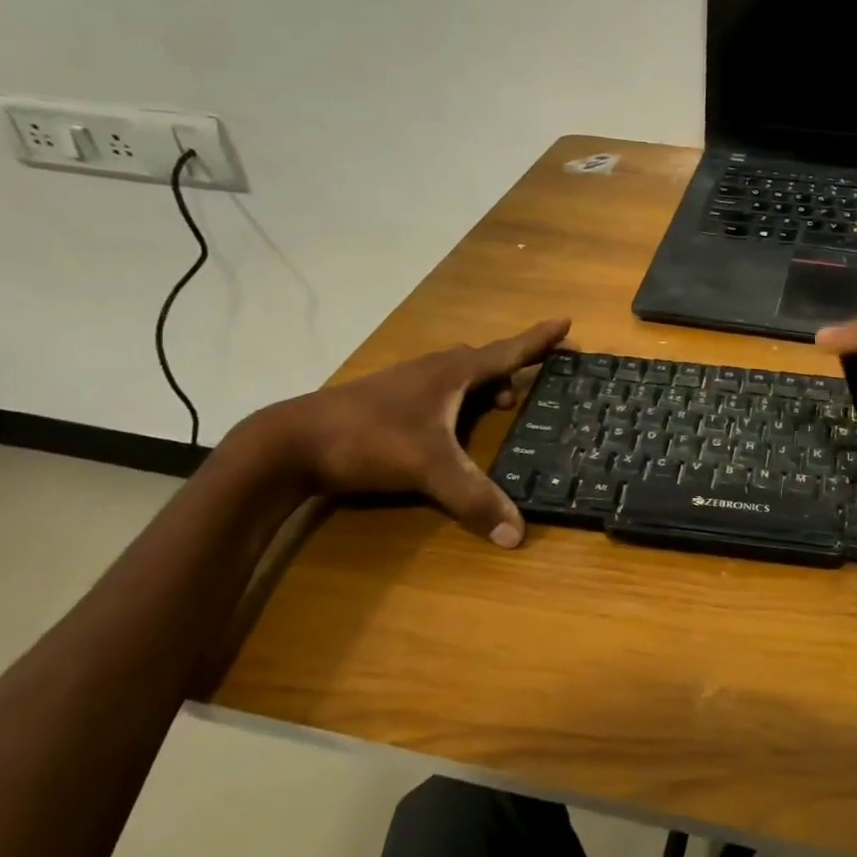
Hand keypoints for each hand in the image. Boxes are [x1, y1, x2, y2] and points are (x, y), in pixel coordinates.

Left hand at [258, 318, 570, 546]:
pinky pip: (436, 389)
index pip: (507, 352)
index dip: (538, 340)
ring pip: (456, 375)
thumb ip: (473, 498)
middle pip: (483, 360)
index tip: (566, 321)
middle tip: (530, 387)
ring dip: (481, 386)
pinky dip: (455, 400)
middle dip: (511, 368)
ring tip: (496, 408)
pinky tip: (447, 426)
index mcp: (452, 373)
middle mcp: (432, 370)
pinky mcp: (385, 400)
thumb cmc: (369, 439)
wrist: (290, 442)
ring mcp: (406, 383)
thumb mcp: (428, 468)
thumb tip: (517, 534)